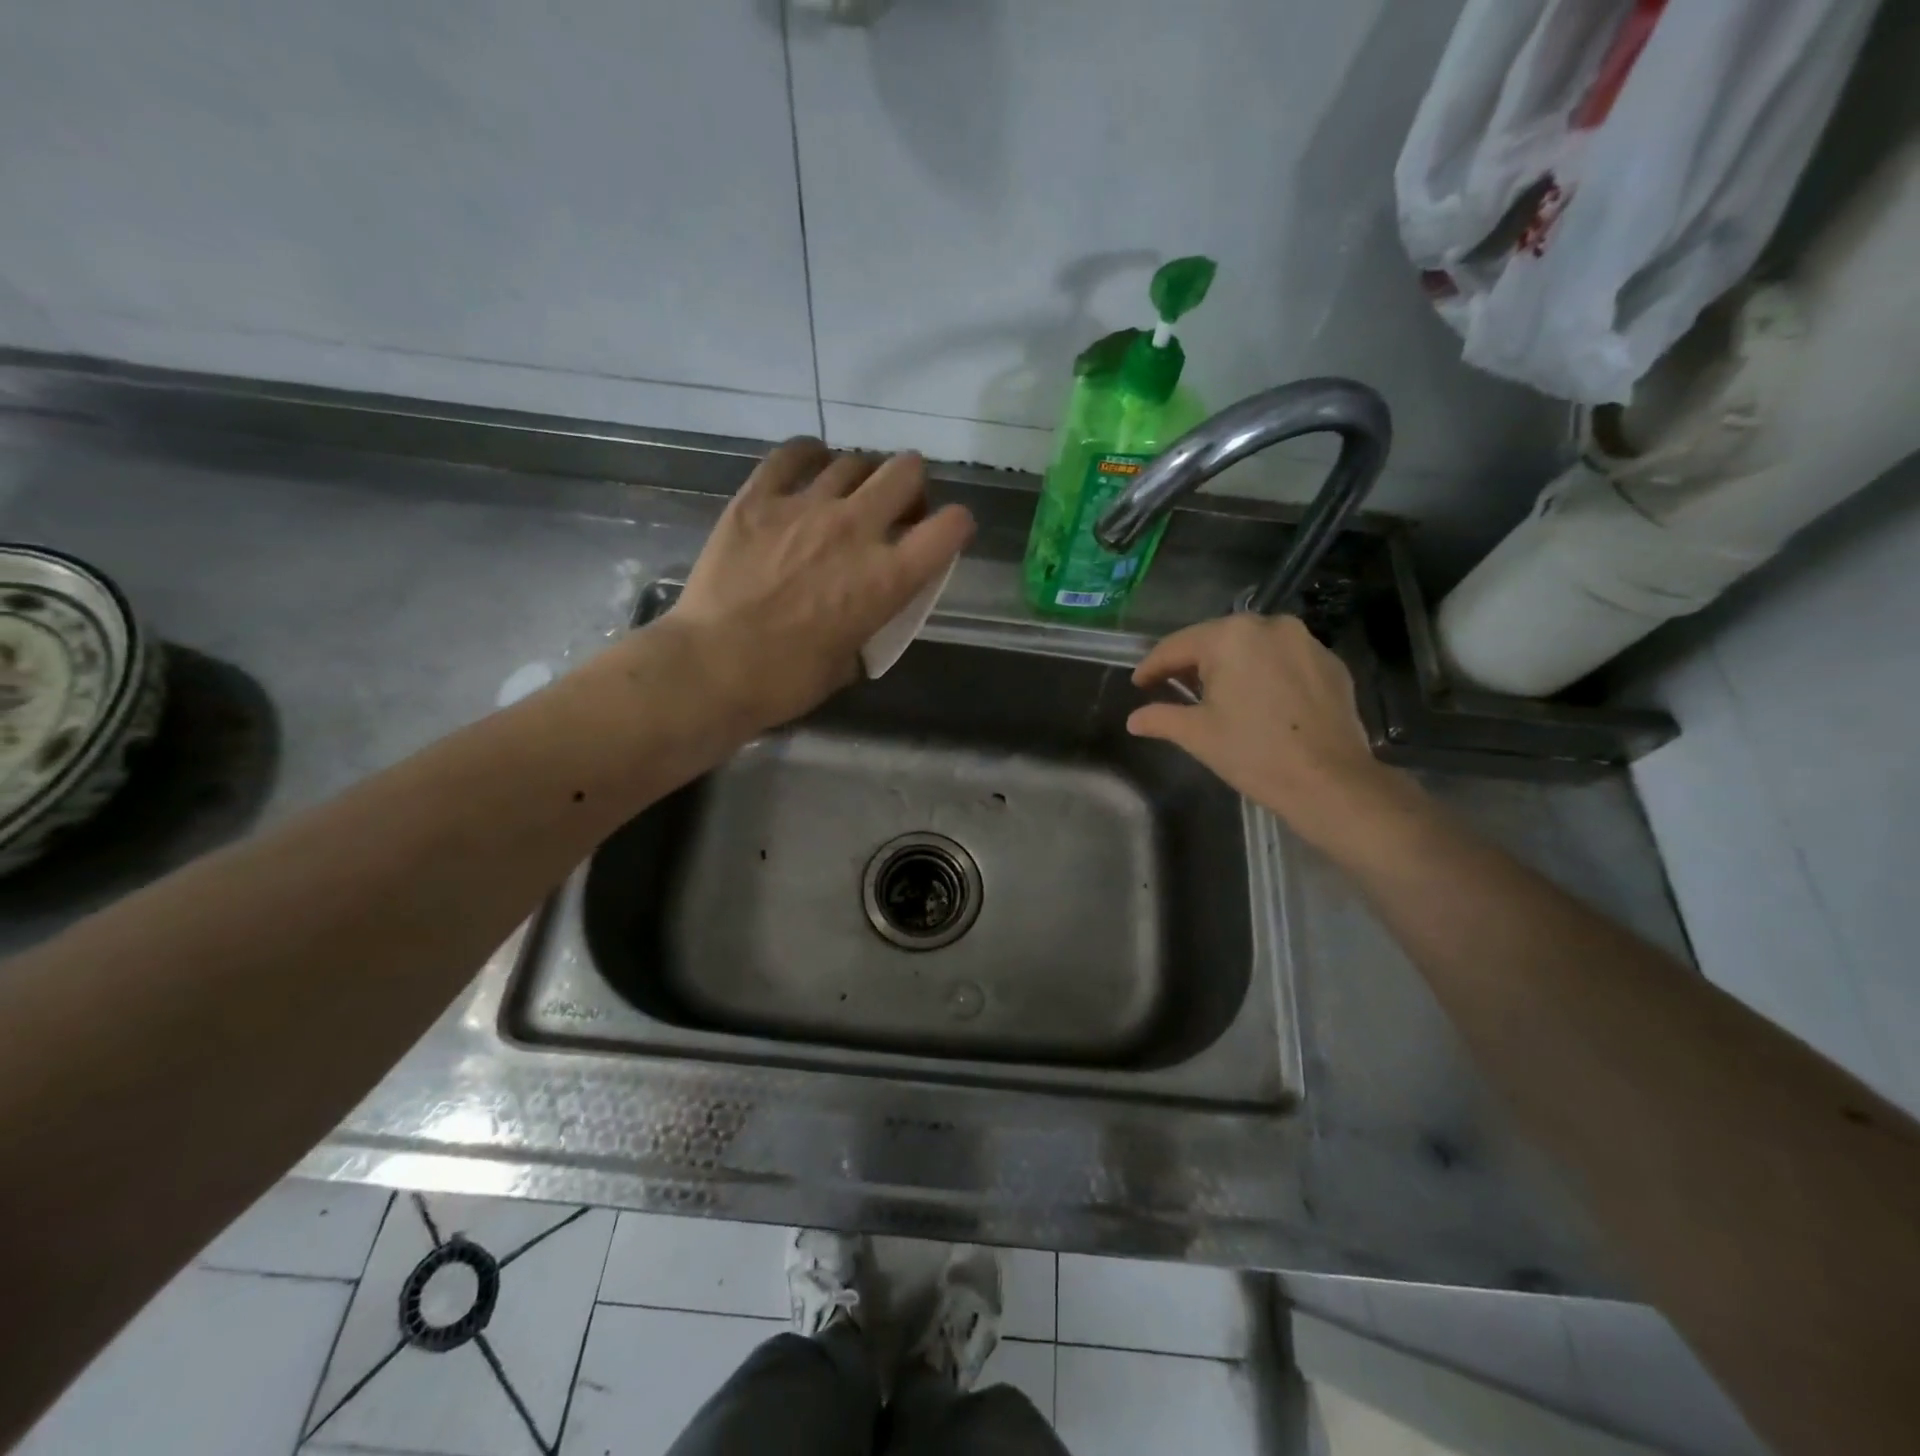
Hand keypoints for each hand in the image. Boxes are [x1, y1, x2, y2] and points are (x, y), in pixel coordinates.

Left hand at [664, 438, 973, 732]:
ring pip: (854, 460)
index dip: (957, 526)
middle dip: (911, 487)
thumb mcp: (852, 660)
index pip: (951, 527)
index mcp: (887, 578)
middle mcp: (855, 529)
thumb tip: (868, 607)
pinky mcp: (758, 497)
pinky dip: (810, 457)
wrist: (712, 668)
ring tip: (846, 497)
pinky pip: (793, 453)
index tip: (945, 536)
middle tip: (895, 511)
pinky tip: (808, 470)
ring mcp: (805, 506)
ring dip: (861, 478)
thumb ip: (872, 622)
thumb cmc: (787, 679)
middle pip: (907, 471)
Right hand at [1128, 613, 1411, 855]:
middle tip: (1172, 687)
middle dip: (1192, 663)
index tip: (1138, 683)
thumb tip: (1134, 720)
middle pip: (1217, 640)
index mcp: (1231, 637)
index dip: (1152, 666)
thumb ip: (1161, 718)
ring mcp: (1306, 641)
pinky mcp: (1331, 663)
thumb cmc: (1253, 753)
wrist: (1330, 781)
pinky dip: (1265, 673)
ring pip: (1253, 647)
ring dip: (1230, 666)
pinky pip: (1284, 660)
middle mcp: (1270, 625)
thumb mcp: (1197, 735)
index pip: (1177, 646)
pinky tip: (1259, 700)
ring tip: (1216, 694)